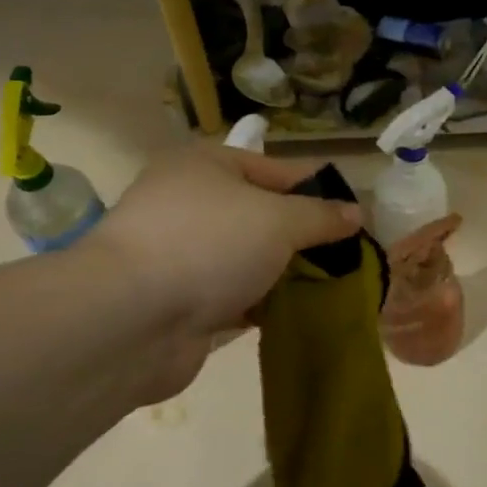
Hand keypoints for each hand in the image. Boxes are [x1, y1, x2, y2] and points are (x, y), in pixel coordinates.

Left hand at [81, 145, 360, 398]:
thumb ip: (320, 216)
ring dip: (286, 273)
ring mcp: (182, 255)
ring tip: (336, 287)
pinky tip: (300, 314)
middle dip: (305, 237)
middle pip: (263, 215)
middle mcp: (190, 204)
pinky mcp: (181, 301)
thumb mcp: (278, 219)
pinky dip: (265, 304)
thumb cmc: (208, 244)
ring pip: (250, 259)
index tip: (357, 213)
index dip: (319, 189)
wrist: (130, 320)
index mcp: (206, 166)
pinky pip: (236, 296)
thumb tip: (356, 213)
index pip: (277, 169)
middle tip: (350, 256)